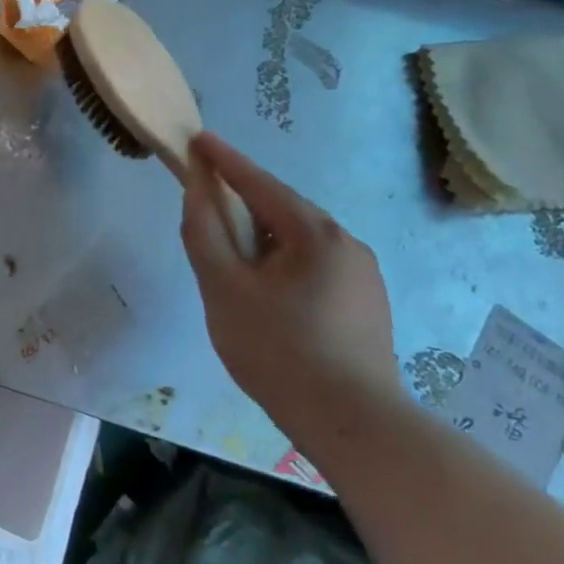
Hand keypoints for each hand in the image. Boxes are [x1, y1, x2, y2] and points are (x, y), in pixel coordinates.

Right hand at [180, 132, 398, 425]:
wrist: (352, 423)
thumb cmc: (278, 350)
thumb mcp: (224, 289)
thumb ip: (204, 234)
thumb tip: (196, 193)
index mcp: (314, 233)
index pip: (259, 183)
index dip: (224, 161)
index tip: (198, 139)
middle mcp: (347, 244)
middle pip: (281, 212)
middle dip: (242, 206)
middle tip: (206, 212)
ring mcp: (363, 276)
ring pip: (298, 243)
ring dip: (262, 241)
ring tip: (232, 265)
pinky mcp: (367, 306)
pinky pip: (314, 268)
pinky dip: (282, 265)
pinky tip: (267, 296)